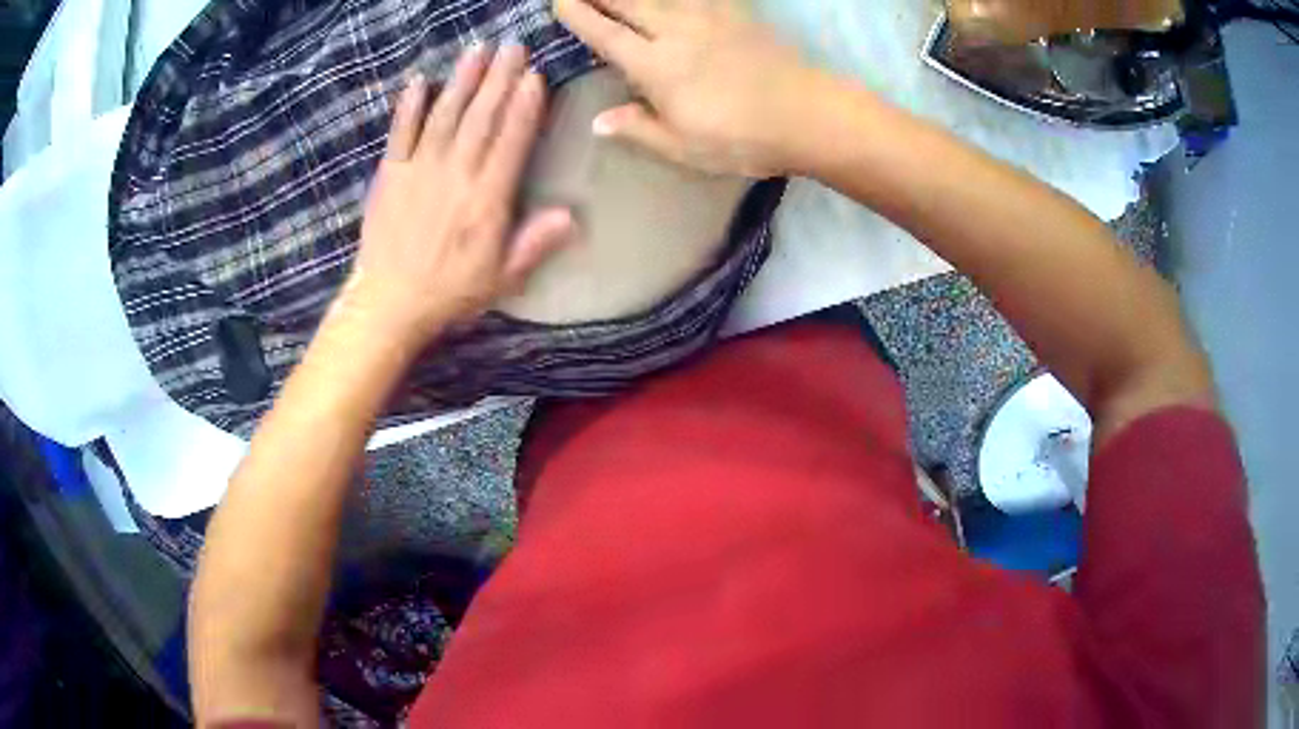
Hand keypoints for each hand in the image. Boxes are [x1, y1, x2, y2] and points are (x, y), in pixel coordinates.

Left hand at [344, 45, 573, 348]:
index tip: (535, 76)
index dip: (525, 107)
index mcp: (486, 199)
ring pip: (444, 116)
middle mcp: (455, 175)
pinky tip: (419, 82)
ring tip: (478, 50)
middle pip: (481, 118)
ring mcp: (419, 171)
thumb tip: (572, 216)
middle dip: (499, 79)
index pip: (510, 141)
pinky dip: (408, 107)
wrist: (388, 304)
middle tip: (513, 46)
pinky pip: (399, 134)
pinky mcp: (389, 175)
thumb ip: (535, 243)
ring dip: (462, 81)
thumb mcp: (502, 278)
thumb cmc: (450, 291)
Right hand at [554, 0, 823, 177]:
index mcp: (655, 66)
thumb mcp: (685, 147)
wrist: (809, 115)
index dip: (578, 15)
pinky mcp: (737, 13)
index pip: (605, 33)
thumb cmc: (743, 138)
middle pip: (627, 2)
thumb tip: (598, 121)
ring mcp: (708, 16)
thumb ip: (639, 129)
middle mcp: (675, 31)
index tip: (558, 2)